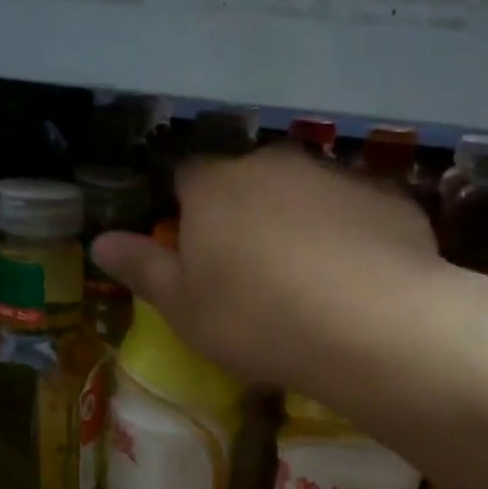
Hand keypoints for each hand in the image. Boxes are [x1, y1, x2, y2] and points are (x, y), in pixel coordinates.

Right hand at [91, 145, 439, 390]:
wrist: (368, 325)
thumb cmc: (255, 319)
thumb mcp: (183, 308)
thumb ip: (142, 268)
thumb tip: (100, 241)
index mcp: (215, 186)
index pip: (187, 177)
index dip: (187, 212)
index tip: (196, 253)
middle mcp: (273, 163)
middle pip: (247, 180)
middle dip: (243, 214)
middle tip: (251, 273)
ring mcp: (335, 174)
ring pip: (303, 192)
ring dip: (297, 222)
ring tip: (309, 281)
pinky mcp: (387, 196)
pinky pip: (353, 211)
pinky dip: (347, 234)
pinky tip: (355, 279)